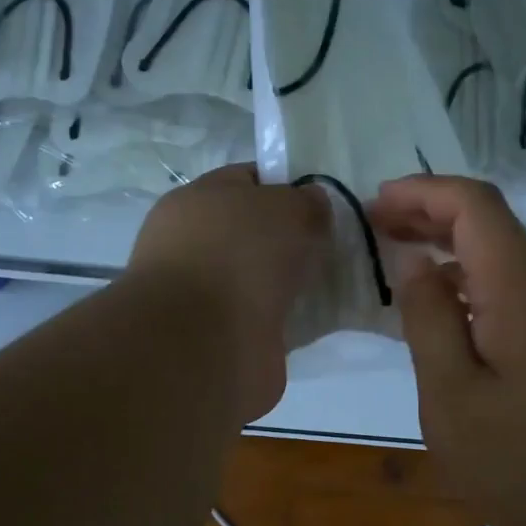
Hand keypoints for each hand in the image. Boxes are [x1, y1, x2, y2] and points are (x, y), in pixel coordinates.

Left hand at [128, 164, 329, 422]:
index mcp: (196, 200)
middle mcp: (193, 245)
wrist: (206, 345)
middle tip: (333, 245)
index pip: (247, 180)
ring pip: (259, 278)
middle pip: (254, 232)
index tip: (321, 204)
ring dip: (290, 282)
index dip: (287, 186)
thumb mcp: (286, 207)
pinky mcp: (219, 337)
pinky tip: (315, 319)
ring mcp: (203, 294)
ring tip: (332, 283)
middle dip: (292, 239)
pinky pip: (263, 318)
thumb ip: (305, 200)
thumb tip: (310, 205)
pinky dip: (286, 319)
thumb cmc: (239, 256)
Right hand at [371, 175, 525, 525]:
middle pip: (490, 221)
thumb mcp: (450, 394)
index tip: (376, 205)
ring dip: (447, 241)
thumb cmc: (512, 460)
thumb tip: (414, 262)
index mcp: (522, 292)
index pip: (477, 207)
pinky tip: (434, 299)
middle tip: (375, 224)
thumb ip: (428, 318)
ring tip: (395, 251)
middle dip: (430, 211)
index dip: (424, 192)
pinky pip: (509, 283)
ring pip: (500, 250)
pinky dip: (467, 274)